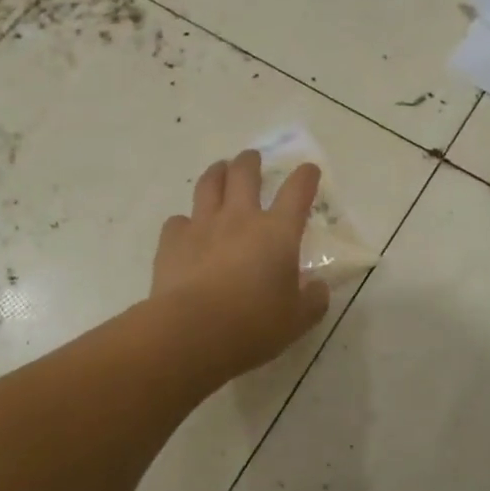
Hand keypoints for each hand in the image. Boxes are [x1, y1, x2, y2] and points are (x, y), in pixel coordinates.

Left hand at [151, 150, 331, 378]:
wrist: (192, 331)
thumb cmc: (252, 325)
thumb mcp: (296, 320)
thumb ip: (312, 301)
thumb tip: (317, 288)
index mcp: (277, 232)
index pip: (297, 191)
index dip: (305, 177)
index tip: (308, 170)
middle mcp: (240, 218)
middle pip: (245, 173)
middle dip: (251, 161)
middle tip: (252, 159)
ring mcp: (202, 225)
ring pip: (209, 184)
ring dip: (217, 172)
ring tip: (219, 170)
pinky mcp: (172, 240)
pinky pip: (178, 220)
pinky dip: (184, 222)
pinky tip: (186, 230)